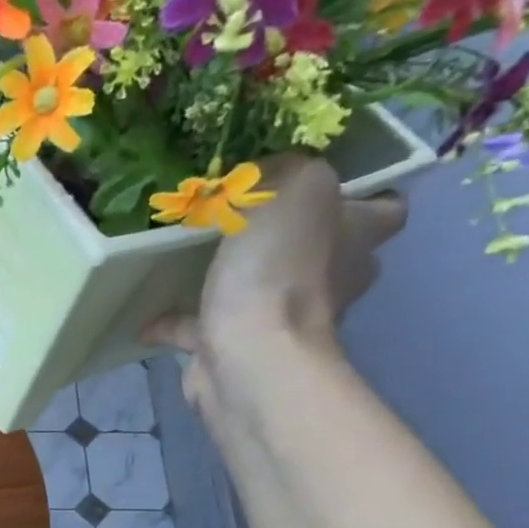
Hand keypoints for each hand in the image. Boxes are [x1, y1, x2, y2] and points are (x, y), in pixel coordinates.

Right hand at [142, 154, 407, 414]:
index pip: (381, 209)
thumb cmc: (281, 269)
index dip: (359, 194)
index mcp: (356, 239)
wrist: (248, 357)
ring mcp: (281, 321)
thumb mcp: (296, 187)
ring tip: (184, 256)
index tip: (311, 183)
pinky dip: (175, 320)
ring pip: (258, 289)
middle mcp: (329, 281)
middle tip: (238, 215)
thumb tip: (260, 180)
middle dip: (285, 236)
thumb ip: (285, 170)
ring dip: (229, 276)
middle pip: (317, 250)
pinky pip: (200, 327)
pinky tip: (146, 309)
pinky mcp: (234, 349)